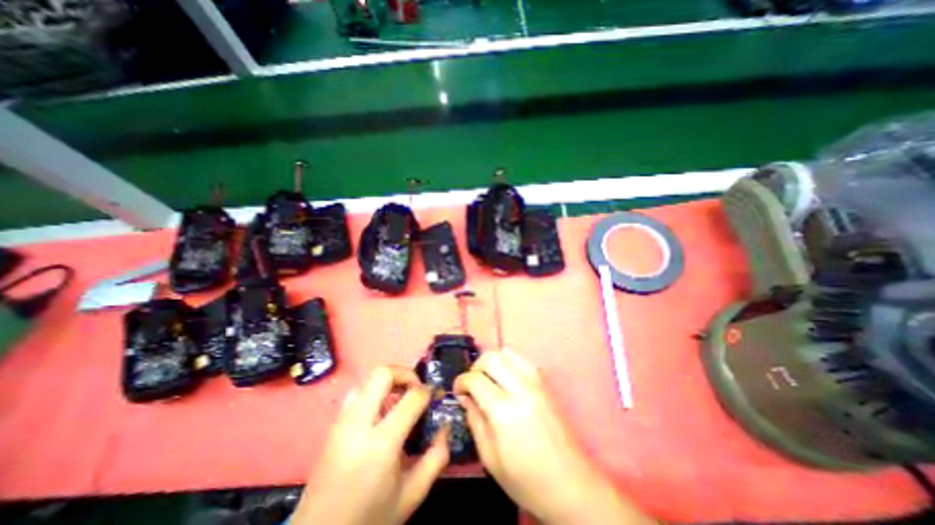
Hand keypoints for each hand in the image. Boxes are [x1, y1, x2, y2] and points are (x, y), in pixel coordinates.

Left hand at [292, 366, 451, 524]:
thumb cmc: (370, 518)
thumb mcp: (412, 494)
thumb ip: (436, 457)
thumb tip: (445, 425)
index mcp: (381, 444)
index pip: (412, 397)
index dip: (428, 391)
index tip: (435, 397)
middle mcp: (358, 424)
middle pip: (383, 373)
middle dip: (406, 374)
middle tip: (417, 389)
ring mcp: (342, 422)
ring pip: (368, 380)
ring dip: (389, 383)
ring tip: (401, 400)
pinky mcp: (333, 425)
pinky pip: (357, 393)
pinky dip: (374, 393)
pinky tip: (381, 413)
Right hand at [456, 349, 655, 524]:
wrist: (570, 484)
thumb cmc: (526, 479)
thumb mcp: (490, 458)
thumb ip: (475, 421)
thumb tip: (466, 398)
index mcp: (504, 410)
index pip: (475, 379)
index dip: (461, 382)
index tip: (458, 391)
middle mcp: (521, 388)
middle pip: (491, 357)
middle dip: (475, 366)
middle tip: (472, 384)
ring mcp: (536, 383)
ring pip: (508, 352)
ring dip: (493, 361)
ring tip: (488, 378)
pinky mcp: (545, 383)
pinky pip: (522, 359)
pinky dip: (509, 362)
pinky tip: (506, 379)